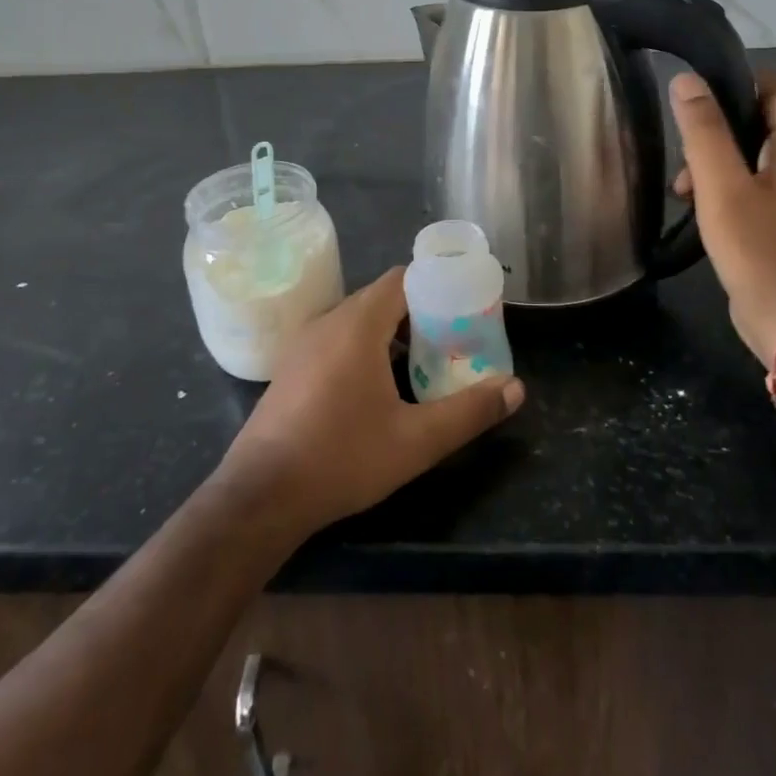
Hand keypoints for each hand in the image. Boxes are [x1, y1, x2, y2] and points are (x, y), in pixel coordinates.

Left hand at [213, 268, 524, 541]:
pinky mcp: (292, 368)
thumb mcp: (415, 441)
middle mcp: (328, 322)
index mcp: (357, 324)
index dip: (437, 285)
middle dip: (422, 313)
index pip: (403, 278)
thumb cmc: (341, 458)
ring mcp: (304, 344)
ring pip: (359, 321)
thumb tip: (515, 388)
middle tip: (455, 338)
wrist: (259, 497)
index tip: (466, 306)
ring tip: (426, 362)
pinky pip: (338, 340)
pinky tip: (381, 388)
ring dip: (393, 334)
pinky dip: (366, 348)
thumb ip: (468, 412)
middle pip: (383, 298)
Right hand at [670, 70, 775, 366]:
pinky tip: (693, 205)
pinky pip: (746, 181)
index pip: (775, 85)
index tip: (695, 93)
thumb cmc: (757, 249)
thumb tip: (686, 81)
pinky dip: (719, 184)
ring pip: (745, 152)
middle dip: (714, 128)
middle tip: (683, 151)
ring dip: (711, 160)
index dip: (736, 79)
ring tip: (681, 188)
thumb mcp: (722, 186)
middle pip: (756, 118)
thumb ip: (704, 131)